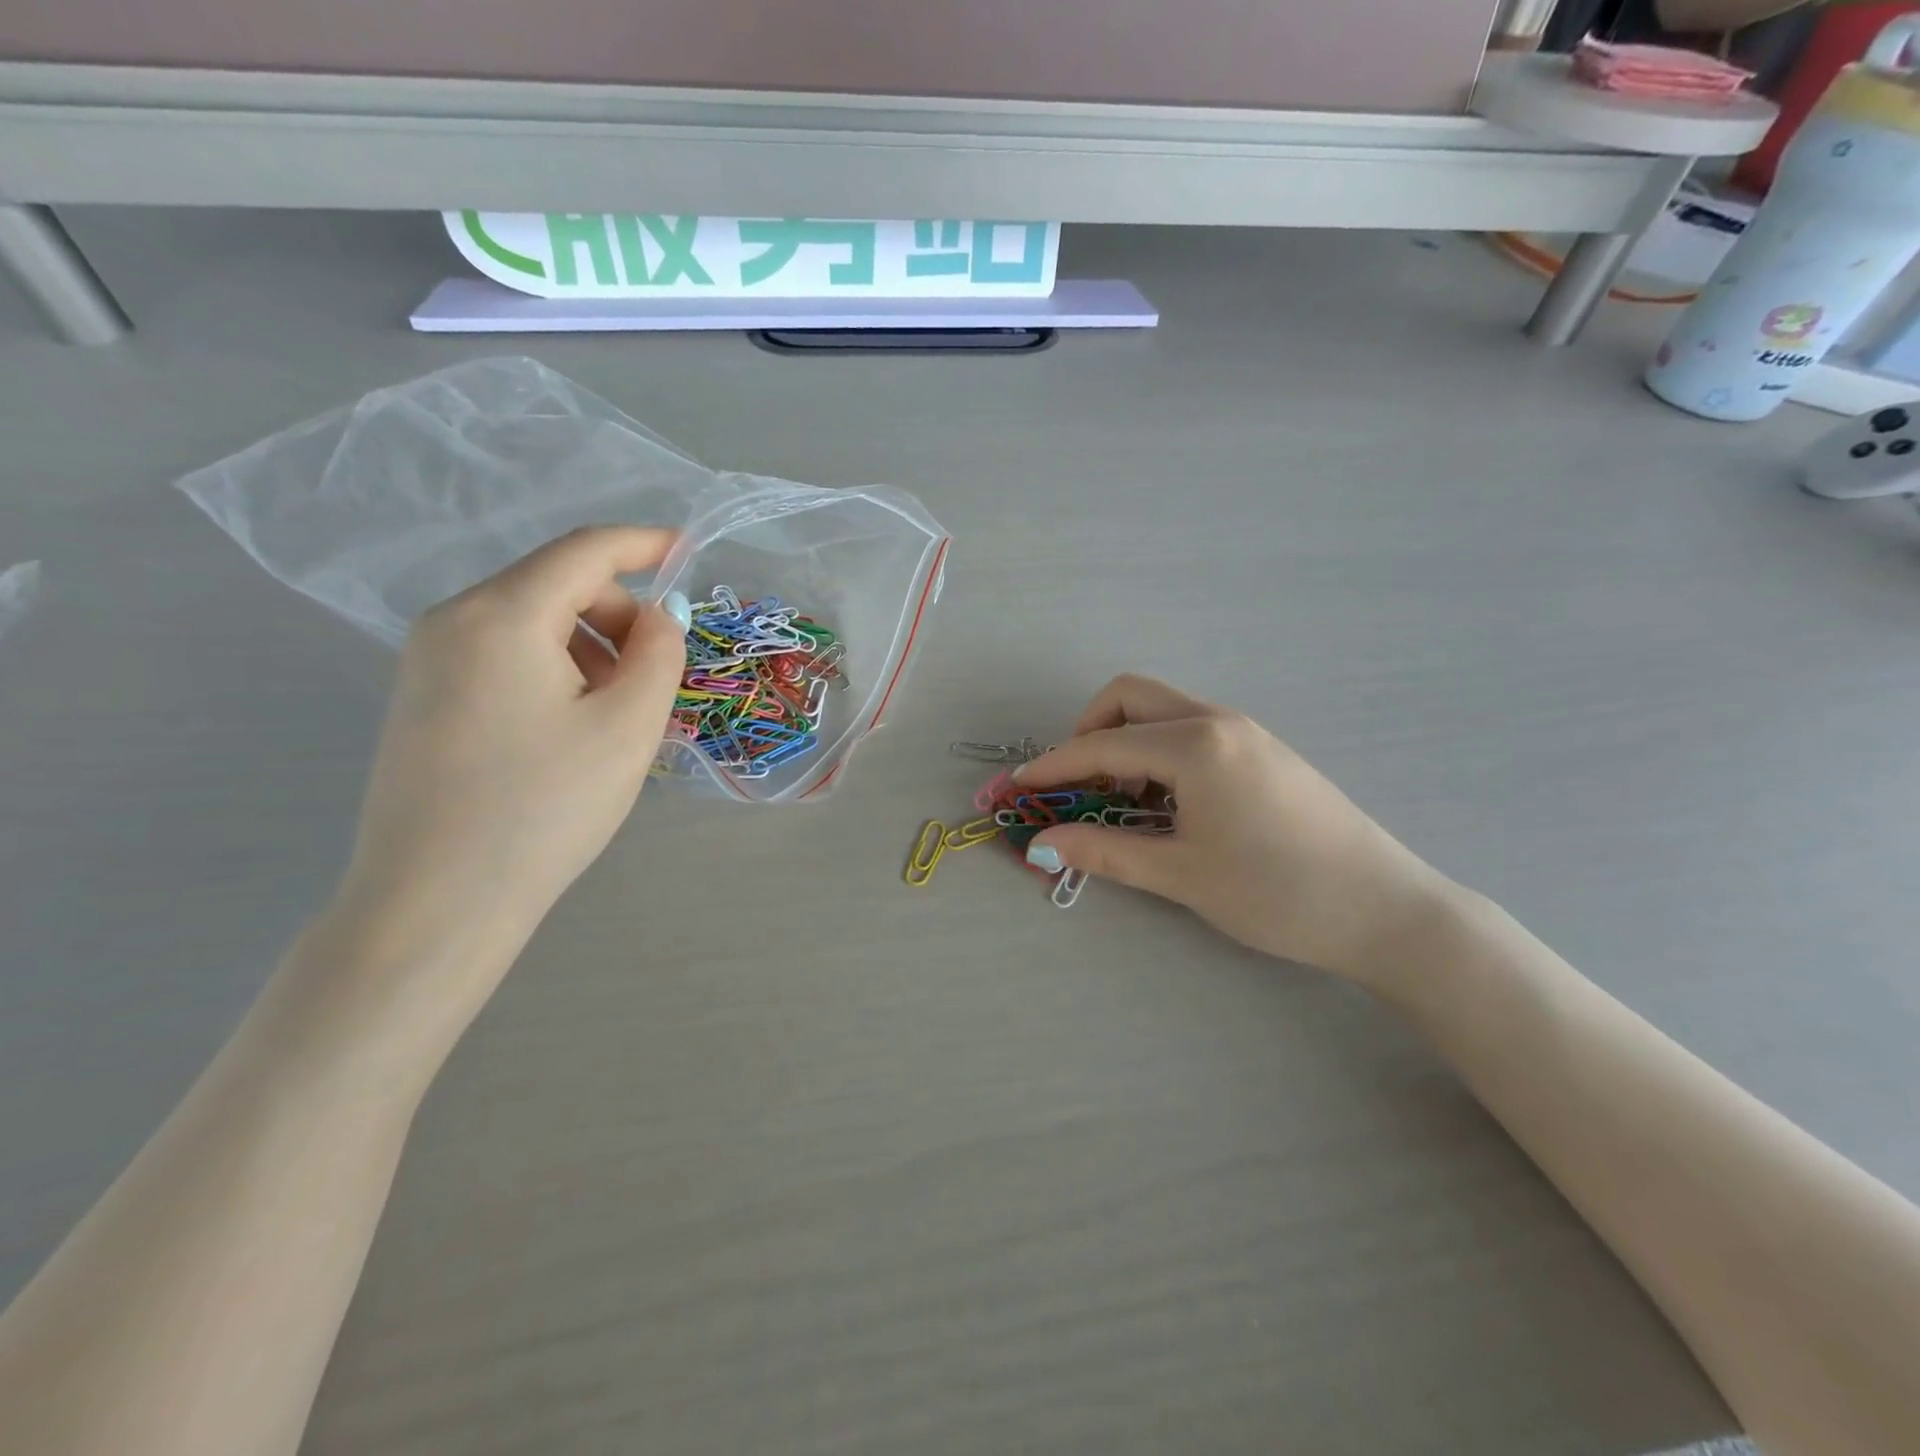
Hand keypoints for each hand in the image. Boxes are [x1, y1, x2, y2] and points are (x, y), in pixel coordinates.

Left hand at [338, 527, 688, 961]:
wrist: (436, 903)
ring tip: (617, 715)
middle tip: (657, 678)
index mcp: (501, 615)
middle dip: (620, 614)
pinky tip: (573, 726)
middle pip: (556, 585)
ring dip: (591, 647)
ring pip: (532, 622)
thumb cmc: (544, 807)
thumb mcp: (627, 727)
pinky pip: (505, 655)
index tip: (689, 551)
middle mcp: (452, 620)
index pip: (584, 551)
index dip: (644, 544)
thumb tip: (658, 617)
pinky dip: (556, 668)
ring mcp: (428, 660)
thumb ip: (659, 654)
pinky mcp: (424, 698)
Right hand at [1017, 675, 1454, 982]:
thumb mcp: (1181, 874)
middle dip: (1089, 731)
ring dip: (1126, 742)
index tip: (1016, 787)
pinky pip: (1192, 729)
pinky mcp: (1263, 749)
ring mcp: (1246, 730)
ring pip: (1163, 710)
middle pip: (1129, 696)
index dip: (1052, 767)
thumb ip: (1103, 850)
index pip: (1101, 745)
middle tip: (1082, 786)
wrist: (1384, 909)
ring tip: (1126, 802)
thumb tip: (1040, 844)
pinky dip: (1159, 751)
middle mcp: (1217, 720)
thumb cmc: (1277, 893)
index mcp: (1194, 745)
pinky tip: (1170, 803)